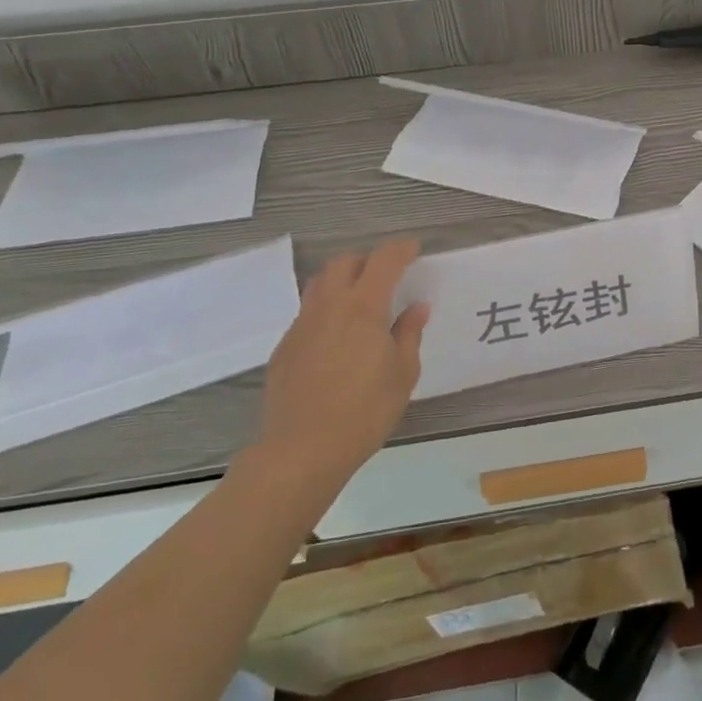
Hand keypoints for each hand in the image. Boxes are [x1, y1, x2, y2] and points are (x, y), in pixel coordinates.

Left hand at [248, 240, 429, 487]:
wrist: (302, 450)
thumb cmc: (364, 411)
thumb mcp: (402, 373)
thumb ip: (409, 333)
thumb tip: (417, 307)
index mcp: (363, 307)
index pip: (383, 260)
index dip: (401, 250)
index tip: (414, 251)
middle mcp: (329, 306)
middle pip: (344, 262)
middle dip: (367, 260)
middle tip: (387, 276)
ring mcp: (302, 325)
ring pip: (319, 283)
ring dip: (342, 280)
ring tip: (360, 301)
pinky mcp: (285, 347)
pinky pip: (307, 313)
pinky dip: (326, 310)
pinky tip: (337, 338)